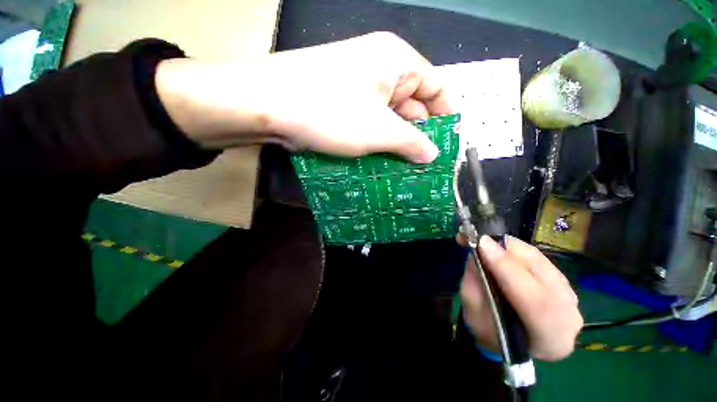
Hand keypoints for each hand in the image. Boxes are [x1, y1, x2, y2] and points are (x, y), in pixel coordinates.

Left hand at [155, 32, 452, 162]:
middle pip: (412, 105)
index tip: (447, 145)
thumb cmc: (331, 111)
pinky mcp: (343, 101)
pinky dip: (377, 140)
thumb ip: (411, 142)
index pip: (436, 87)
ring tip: (404, 170)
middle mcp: (380, 69)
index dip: (445, 116)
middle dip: (418, 136)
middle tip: (424, 167)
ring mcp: (359, 85)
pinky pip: (370, 121)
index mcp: (397, 62)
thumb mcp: (379, 130)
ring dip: (396, 142)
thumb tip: (432, 155)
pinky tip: (381, 161)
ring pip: (389, 117)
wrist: (268, 104)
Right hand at [460, 235, 582, 360]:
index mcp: (550, 338)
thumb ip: (476, 286)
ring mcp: (570, 295)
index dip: (507, 269)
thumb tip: (477, 253)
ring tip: (481, 241)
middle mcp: (569, 315)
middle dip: (505, 252)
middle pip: (540, 274)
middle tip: (477, 239)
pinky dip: (513, 248)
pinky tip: (495, 247)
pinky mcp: (562, 279)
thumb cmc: (491, 333)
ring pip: (538, 259)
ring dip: (507, 246)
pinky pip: (537, 256)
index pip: (536, 301)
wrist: (513, 339)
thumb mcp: (474, 315)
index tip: (481, 245)